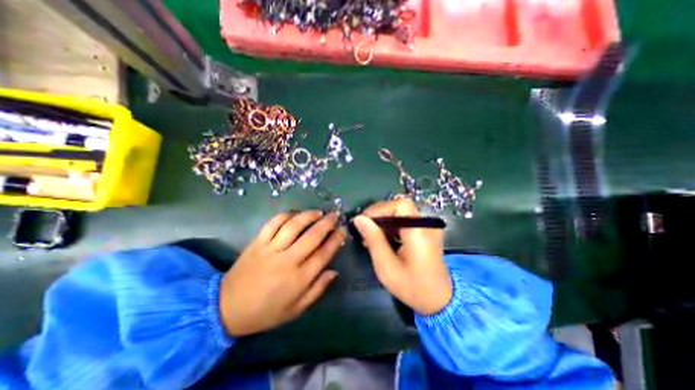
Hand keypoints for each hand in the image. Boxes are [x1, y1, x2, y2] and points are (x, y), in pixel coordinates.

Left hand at [217, 212, 344, 336]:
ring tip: (318, 212)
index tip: (343, 230)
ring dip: (308, 216)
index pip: (324, 254)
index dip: (336, 240)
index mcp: (298, 279)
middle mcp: (287, 261)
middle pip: (312, 236)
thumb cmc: (265, 312)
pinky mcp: (257, 242)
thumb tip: (333, 271)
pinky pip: (273, 223)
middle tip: (335, 215)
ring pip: (293, 226)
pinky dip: (285, 215)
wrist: (226, 308)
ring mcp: (270, 249)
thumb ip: (317, 290)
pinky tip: (294, 214)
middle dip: (327, 223)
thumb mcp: (295, 309)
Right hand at [353, 200, 456, 314]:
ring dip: (383, 221)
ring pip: (400, 213)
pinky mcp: (424, 232)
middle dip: (379, 215)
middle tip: (364, 230)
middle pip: (399, 206)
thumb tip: (359, 219)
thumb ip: (373, 240)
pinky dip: (391, 226)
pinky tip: (381, 239)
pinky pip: (404, 221)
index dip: (380, 208)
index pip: (400, 204)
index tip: (364, 222)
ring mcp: (427, 227)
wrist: (441, 301)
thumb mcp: (387, 267)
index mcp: (419, 232)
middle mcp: (425, 224)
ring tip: (370, 236)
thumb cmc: (413, 287)